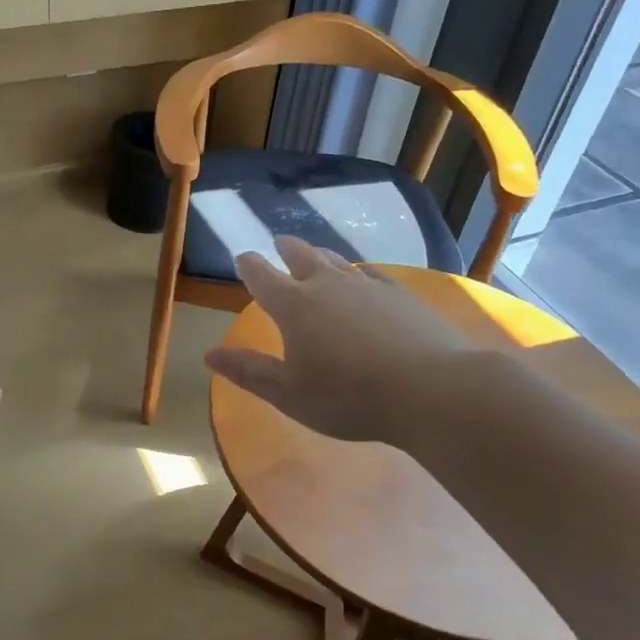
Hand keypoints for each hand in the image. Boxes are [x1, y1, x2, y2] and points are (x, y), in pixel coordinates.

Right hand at [205, 238, 474, 445]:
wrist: (429, 388)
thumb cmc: (348, 396)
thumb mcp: (288, 393)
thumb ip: (249, 370)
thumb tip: (209, 354)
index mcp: (293, 305)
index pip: (261, 276)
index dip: (249, 265)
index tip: (243, 258)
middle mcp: (326, 284)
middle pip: (300, 255)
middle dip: (285, 249)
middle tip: (278, 243)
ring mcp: (366, 285)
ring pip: (336, 260)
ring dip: (320, 255)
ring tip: (315, 254)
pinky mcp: (399, 293)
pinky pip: (370, 273)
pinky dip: (357, 271)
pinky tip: (363, 277)